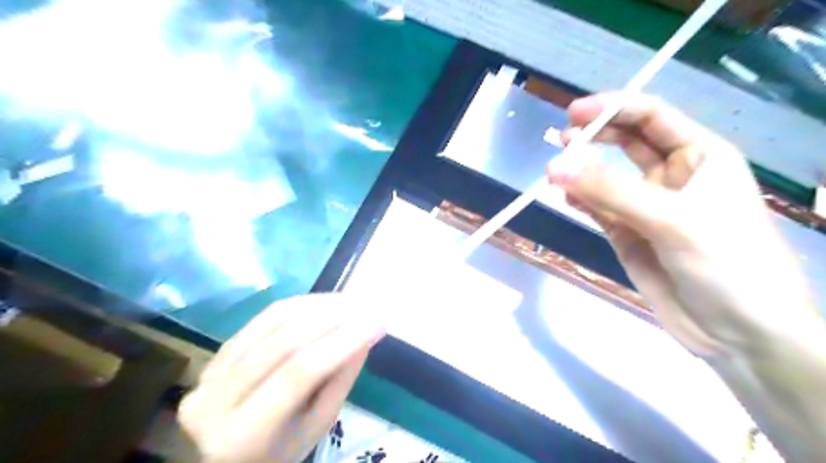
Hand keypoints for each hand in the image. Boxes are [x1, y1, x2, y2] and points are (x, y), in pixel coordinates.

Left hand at [179, 295, 384, 459]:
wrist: (230, 451)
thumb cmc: (283, 447)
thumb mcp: (319, 424)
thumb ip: (341, 379)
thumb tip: (365, 334)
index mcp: (245, 435)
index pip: (298, 375)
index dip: (341, 342)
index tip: (378, 322)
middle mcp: (217, 399)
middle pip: (283, 343)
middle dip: (332, 317)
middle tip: (366, 306)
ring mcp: (211, 371)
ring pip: (272, 322)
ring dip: (318, 305)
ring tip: (351, 300)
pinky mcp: (217, 351)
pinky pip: (263, 317)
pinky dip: (299, 305)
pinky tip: (325, 302)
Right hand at [546, 90, 817, 357]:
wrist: (738, 332)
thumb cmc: (726, 263)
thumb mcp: (671, 219)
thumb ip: (609, 191)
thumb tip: (554, 165)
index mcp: (700, 157)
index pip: (652, 117)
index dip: (613, 108)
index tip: (574, 112)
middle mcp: (673, 176)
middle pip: (627, 142)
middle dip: (595, 136)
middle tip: (561, 137)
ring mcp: (647, 207)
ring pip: (608, 178)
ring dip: (582, 172)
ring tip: (554, 171)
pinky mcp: (628, 234)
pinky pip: (599, 209)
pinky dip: (581, 201)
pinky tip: (565, 198)